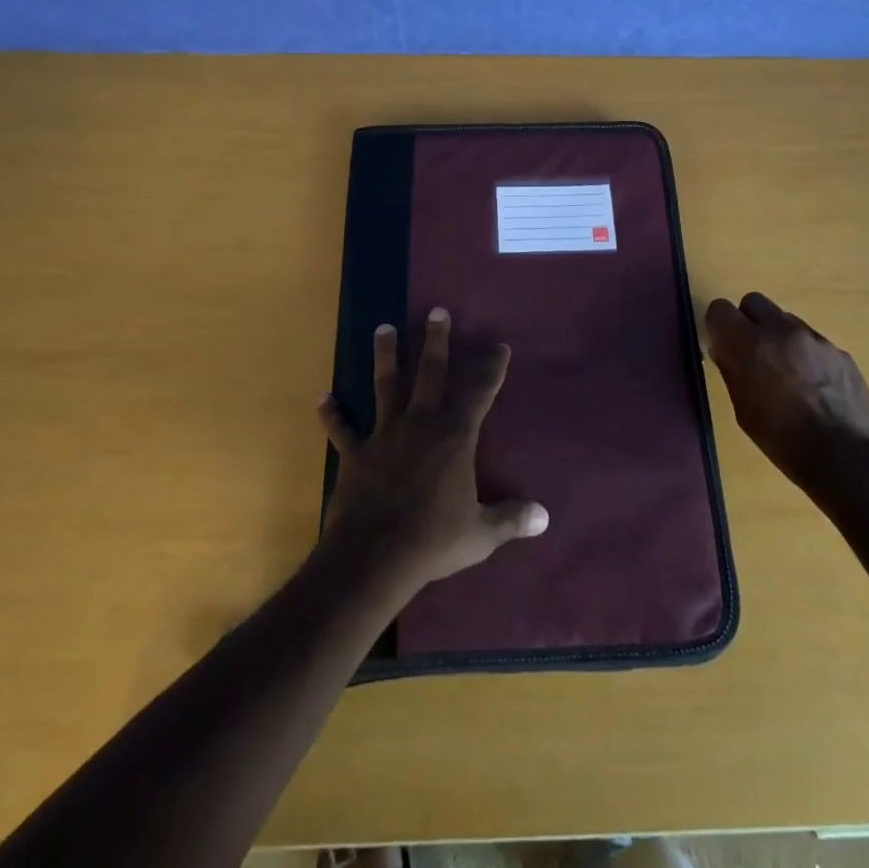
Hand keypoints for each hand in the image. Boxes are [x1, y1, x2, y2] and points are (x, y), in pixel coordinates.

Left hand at [318, 307, 548, 595]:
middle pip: (430, 373)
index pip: (480, 393)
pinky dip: (332, 415)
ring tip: (383, 327)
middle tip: (436, 312)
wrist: (375, 556)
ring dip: (385, 355)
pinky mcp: (356, 453)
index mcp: (455, 437)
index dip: (492, 369)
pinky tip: (323, 399)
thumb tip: (545, 517)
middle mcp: (421, 424)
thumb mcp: (481, 534)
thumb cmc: (434, 540)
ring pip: (385, 385)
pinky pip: (342, 430)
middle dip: (436, 341)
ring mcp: (385, 435)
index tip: (499, 346)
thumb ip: (512, 519)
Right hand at [703, 292, 868, 486]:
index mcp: (751, 344)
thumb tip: (724, 348)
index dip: (718, 326)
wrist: (847, 459)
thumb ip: (731, 370)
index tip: (723, 346)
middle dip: (748, 321)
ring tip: (786, 374)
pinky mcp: (840, 352)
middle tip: (751, 353)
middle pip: (754, 302)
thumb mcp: (743, 408)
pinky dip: (805, 355)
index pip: (720, 308)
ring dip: (778, 337)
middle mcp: (783, 330)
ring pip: (785, 320)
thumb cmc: (783, 440)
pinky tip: (813, 387)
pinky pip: (812, 341)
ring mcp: (816, 339)